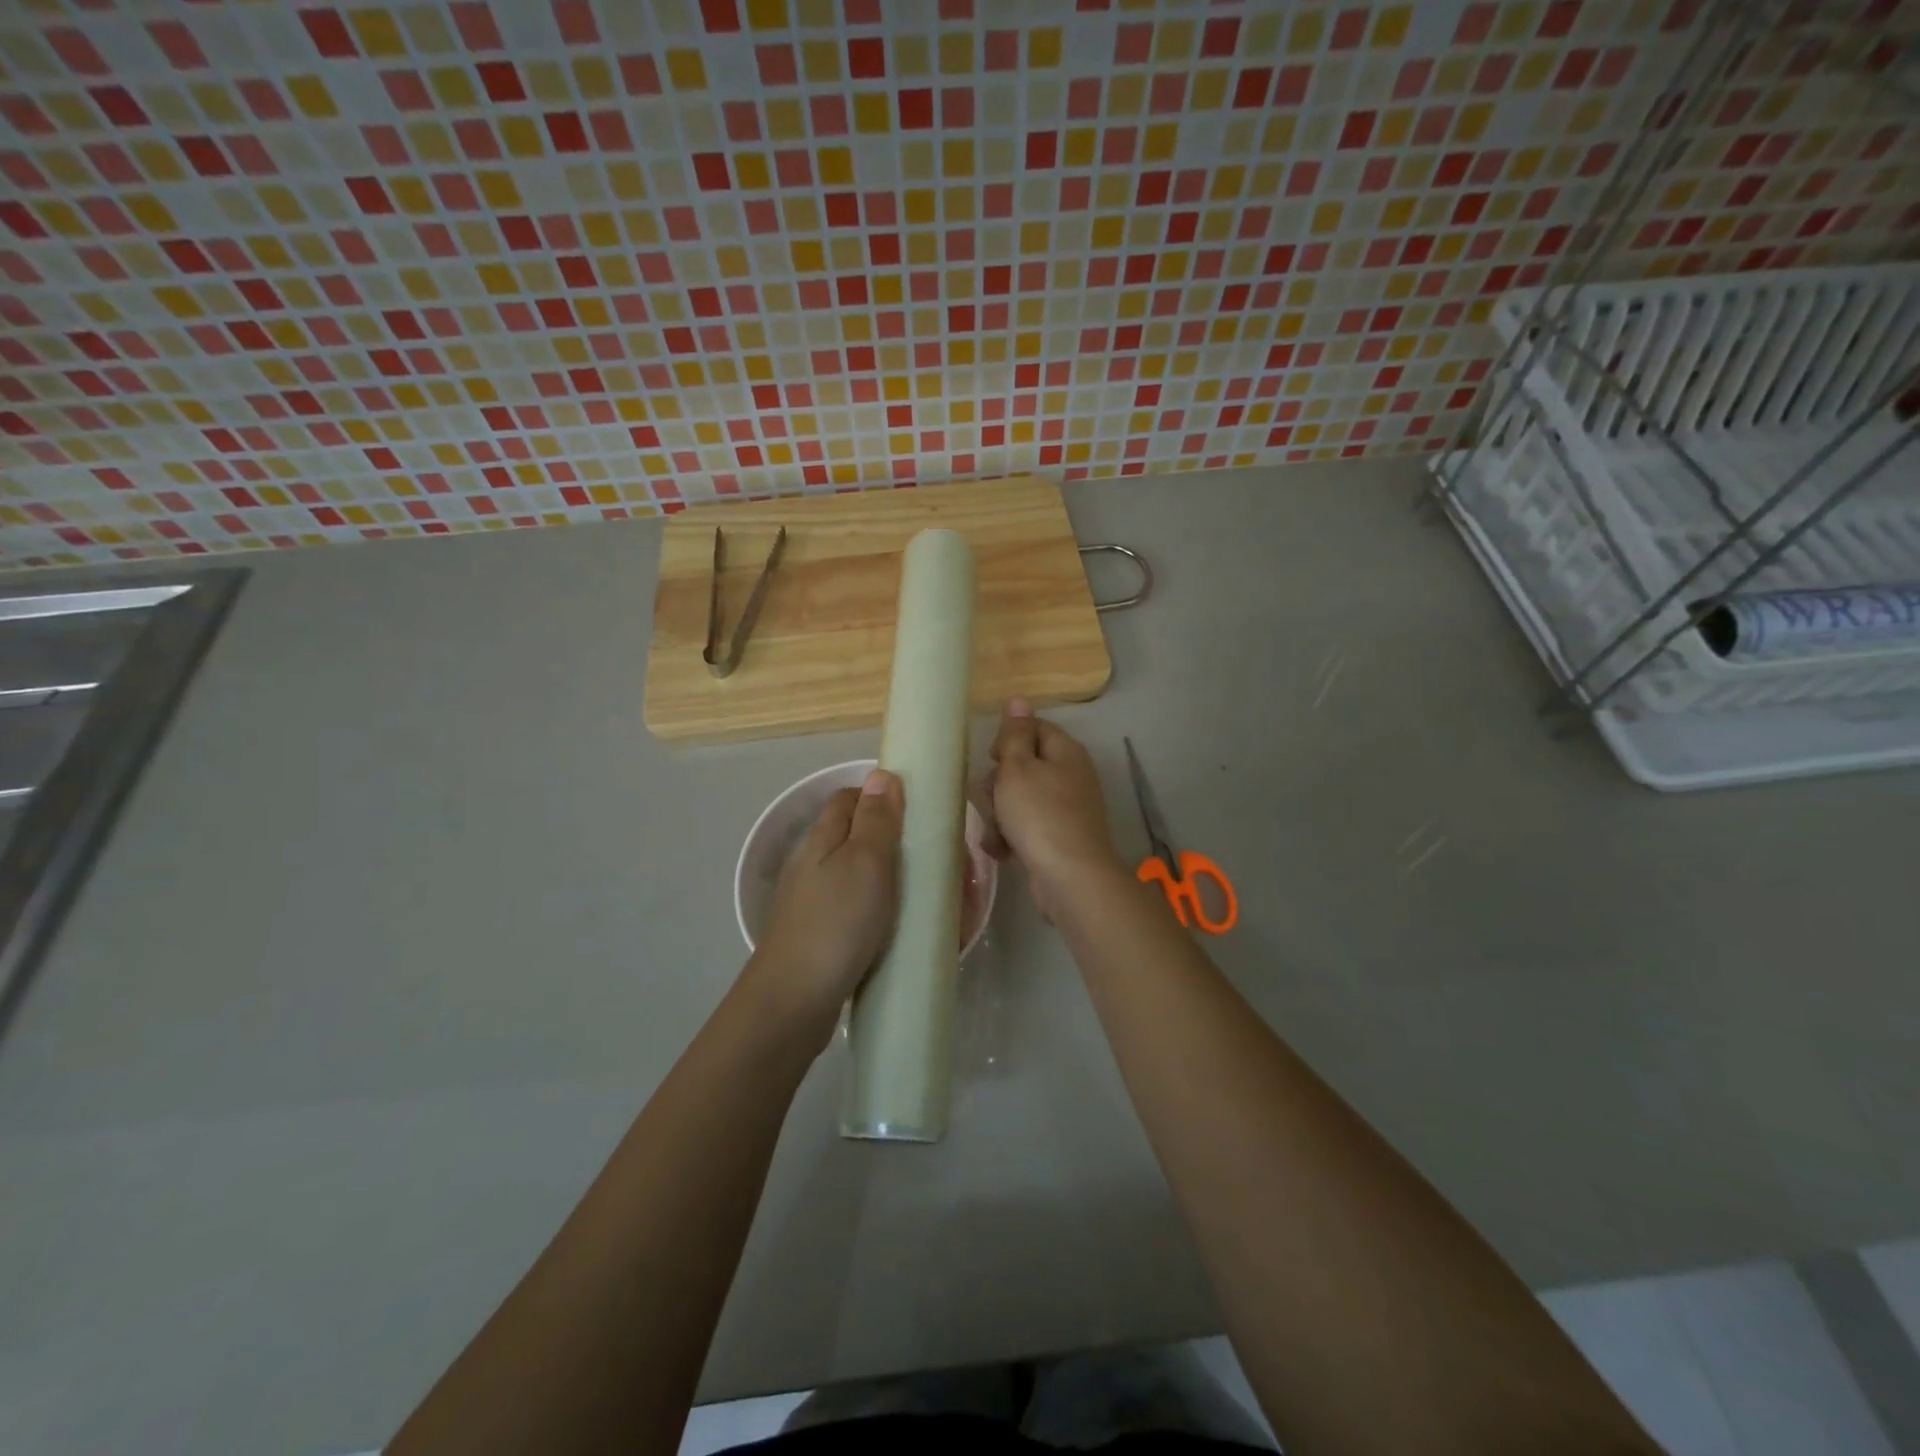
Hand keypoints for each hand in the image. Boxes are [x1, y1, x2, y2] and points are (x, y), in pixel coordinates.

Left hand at [745, 769, 904, 1047]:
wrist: (794, 1002)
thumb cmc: (837, 923)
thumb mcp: (865, 862)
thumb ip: (876, 819)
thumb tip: (882, 775)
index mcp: (821, 838)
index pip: (850, 798)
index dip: (883, 798)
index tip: (920, 815)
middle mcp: (813, 863)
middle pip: (857, 836)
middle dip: (896, 843)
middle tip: (935, 863)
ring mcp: (814, 901)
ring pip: (860, 874)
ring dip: (894, 880)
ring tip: (929, 897)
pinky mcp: (821, 934)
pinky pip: (858, 909)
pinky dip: (883, 911)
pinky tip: (902, 928)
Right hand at [986, 700, 1126, 919]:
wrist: (1069, 877)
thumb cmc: (1039, 814)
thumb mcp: (1018, 768)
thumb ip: (1014, 734)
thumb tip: (1018, 699)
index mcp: (1065, 751)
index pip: (1034, 727)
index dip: (1008, 739)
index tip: (991, 758)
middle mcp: (1071, 775)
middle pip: (1025, 765)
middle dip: (999, 783)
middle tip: (991, 798)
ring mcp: (1068, 808)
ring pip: (1021, 799)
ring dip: (1001, 814)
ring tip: (996, 832)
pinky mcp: (1060, 838)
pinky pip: (1028, 826)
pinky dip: (1012, 836)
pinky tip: (1003, 850)